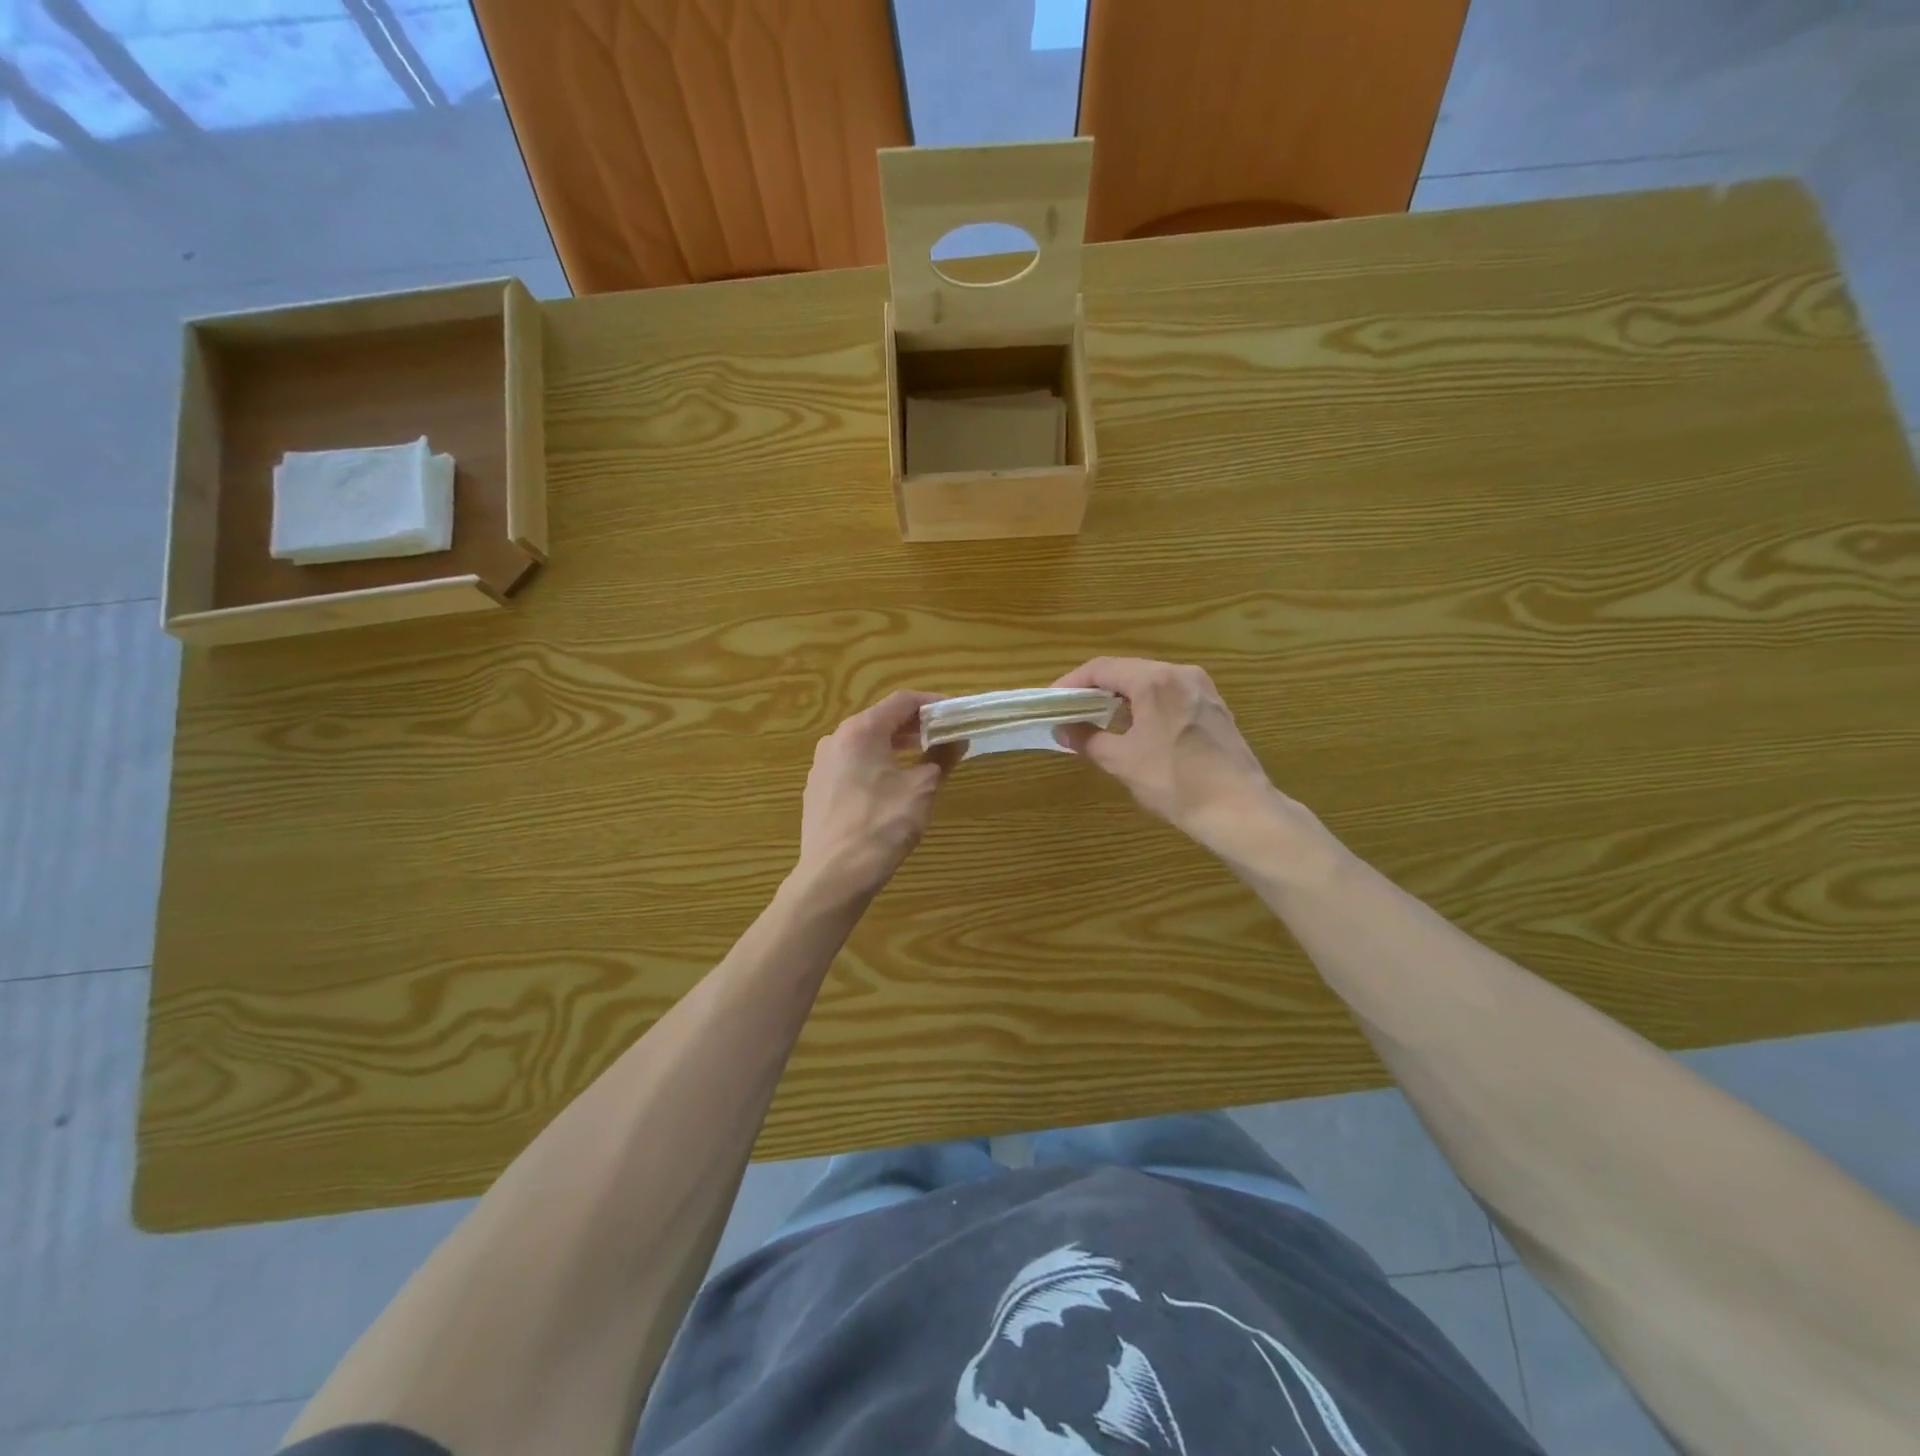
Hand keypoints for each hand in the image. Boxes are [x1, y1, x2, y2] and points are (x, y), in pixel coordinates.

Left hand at [794, 690, 954, 902]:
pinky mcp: (817, 790)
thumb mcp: (921, 789)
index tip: (955, 715)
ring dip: (895, 747)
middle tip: (944, 738)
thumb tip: (956, 741)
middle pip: (880, 720)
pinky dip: (876, 766)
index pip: (902, 701)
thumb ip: (940, 758)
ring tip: (922, 761)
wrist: (834, 875)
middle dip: (914, 727)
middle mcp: (835, 740)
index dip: (932, 703)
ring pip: (864, 744)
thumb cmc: (882, 825)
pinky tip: (891, 787)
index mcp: (860, 731)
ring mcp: (822, 766)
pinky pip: (852, 766)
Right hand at [1051, 657, 1316, 864]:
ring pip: (1151, 682)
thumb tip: (1062, 731)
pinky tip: (1138, 729)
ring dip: (1122, 697)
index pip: (1102, 668)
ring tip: (1100, 720)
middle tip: (1072, 710)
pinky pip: (1171, 696)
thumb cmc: (1174, 781)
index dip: (1072, 682)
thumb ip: (1088, 740)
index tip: (1053, 701)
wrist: (1238, 809)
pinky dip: (1147, 705)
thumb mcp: (1122, 762)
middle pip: (1128, 671)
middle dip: (1096, 689)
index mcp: (1155, 680)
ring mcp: (1203, 690)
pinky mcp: (1216, 708)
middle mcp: (1181, 674)